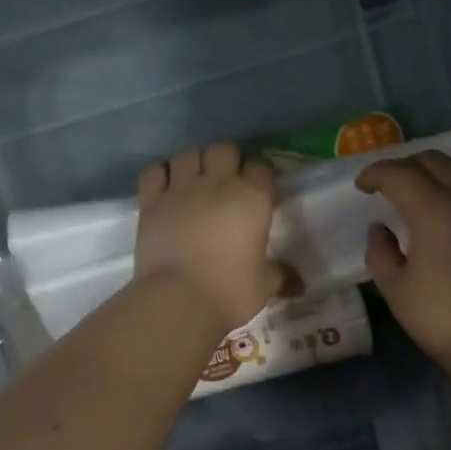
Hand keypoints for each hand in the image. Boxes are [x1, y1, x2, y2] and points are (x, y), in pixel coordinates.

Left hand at [135, 142, 286, 336]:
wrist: (179, 300)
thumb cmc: (230, 292)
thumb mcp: (265, 286)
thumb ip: (281, 275)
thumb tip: (299, 283)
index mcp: (252, 198)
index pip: (261, 166)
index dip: (261, 173)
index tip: (260, 186)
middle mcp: (217, 184)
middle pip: (224, 149)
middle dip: (228, 160)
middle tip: (228, 180)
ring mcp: (181, 189)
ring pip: (188, 155)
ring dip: (194, 163)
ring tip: (195, 180)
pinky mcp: (151, 201)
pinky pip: (154, 171)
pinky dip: (161, 174)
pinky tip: (166, 185)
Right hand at [356, 151, 450, 377]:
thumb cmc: (445, 319)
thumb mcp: (396, 291)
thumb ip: (381, 253)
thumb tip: (379, 229)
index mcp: (433, 208)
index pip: (399, 173)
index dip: (375, 174)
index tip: (362, 186)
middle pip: (434, 160)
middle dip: (406, 166)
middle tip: (391, 187)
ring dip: (442, 168)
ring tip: (429, 189)